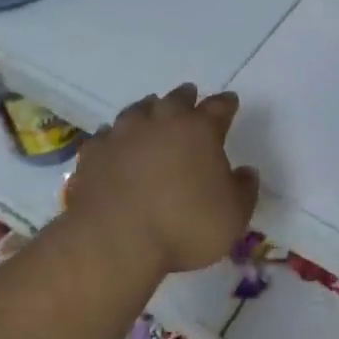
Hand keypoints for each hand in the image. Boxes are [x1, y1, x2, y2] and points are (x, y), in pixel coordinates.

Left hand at [65, 84, 259, 276]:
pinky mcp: (93, 154)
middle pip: (176, 99)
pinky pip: (105, 136)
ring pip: (138, 110)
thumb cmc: (184, 227)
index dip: (226, 104)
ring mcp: (122, 135)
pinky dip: (113, 136)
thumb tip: (245, 172)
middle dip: (186, 97)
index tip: (230, 102)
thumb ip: (244, 190)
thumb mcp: (234, 216)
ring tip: (151, 110)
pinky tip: (113, 142)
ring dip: (148, 109)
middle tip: (189, 96)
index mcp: (199, 130)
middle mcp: (161, 122)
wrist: (114, 241)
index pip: (218, 107)